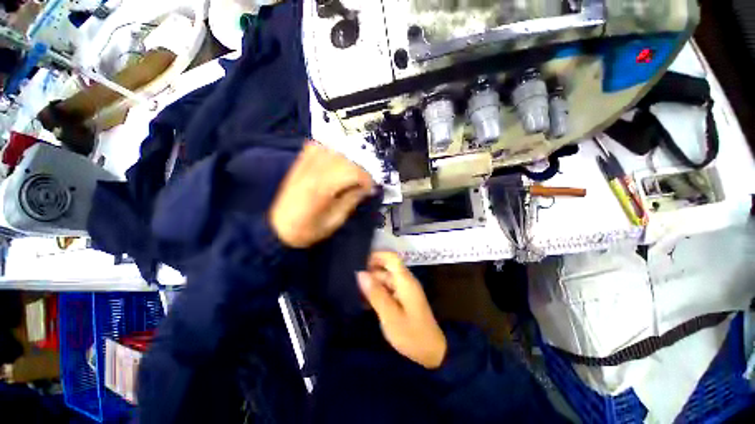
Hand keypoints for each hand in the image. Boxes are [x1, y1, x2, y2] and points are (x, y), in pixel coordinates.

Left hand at [270, 141, 374, 247]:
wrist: (277, 228)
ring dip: (346, 162)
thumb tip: (365, 189)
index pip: (352, 171)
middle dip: (358, 171)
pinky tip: (332, 164)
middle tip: (360, 185)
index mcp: (322, 188)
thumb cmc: (307, 230)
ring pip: (332, 151)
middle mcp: (313, 171)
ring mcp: (304, 165)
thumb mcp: (334, 221)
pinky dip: (328, 152)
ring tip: (347, 177)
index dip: (366, 179)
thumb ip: (351, 201)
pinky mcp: (299, 164)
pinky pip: (316, 147)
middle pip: (344, 160)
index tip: (369, 190)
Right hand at [357, 252, 446, 368]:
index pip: (391, 258)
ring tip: (354, 292)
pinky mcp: (402, 299)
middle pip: (386, 268)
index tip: (359, 263)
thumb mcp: (390, 315)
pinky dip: (376, 292)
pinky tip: (364, 301)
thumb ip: (375, 293)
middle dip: (370, 272)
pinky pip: (387, 289)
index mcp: (405, 281)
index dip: (376, 256)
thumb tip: (360, 273)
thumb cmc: (411, 334)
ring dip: (371, 284)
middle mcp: (405, 281)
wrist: (432, 353)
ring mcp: (404, 290)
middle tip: (351, 281)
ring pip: (385, 279)